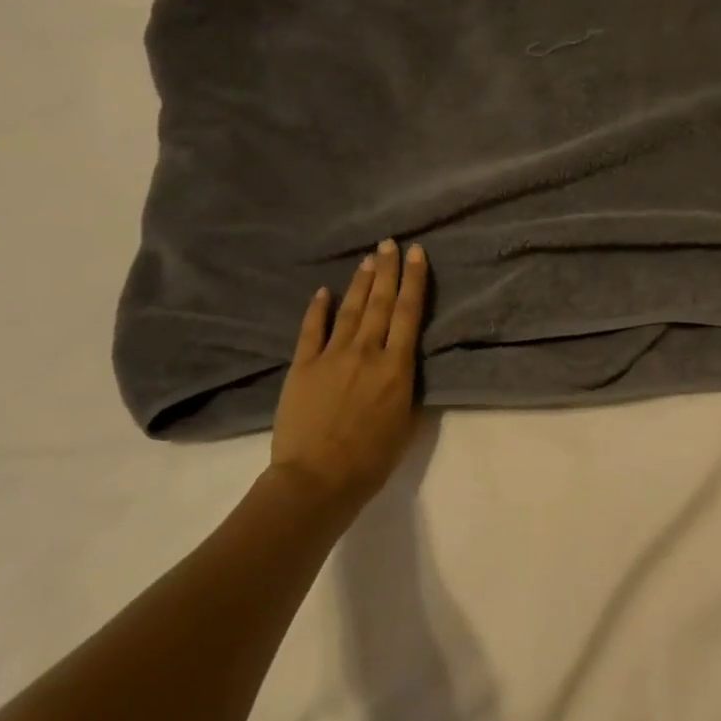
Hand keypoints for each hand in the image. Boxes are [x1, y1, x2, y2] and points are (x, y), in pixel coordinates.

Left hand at [270, 240, 428, 510]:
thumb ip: (407, 390)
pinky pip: (311, 330)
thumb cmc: (371, 459)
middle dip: (388, 270)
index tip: (417, 254)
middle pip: (380, 303)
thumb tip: (404, 368)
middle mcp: (366, 352)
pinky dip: (318, 309)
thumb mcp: (407, 425)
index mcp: (396, 367)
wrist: (318, 478)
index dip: (414, 281)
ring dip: (360, 282)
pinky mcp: (302, 366)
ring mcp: (331, 356)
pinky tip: (323, 291)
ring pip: (349, 310)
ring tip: (368, 258)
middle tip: (391, 242)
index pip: (408, 314)